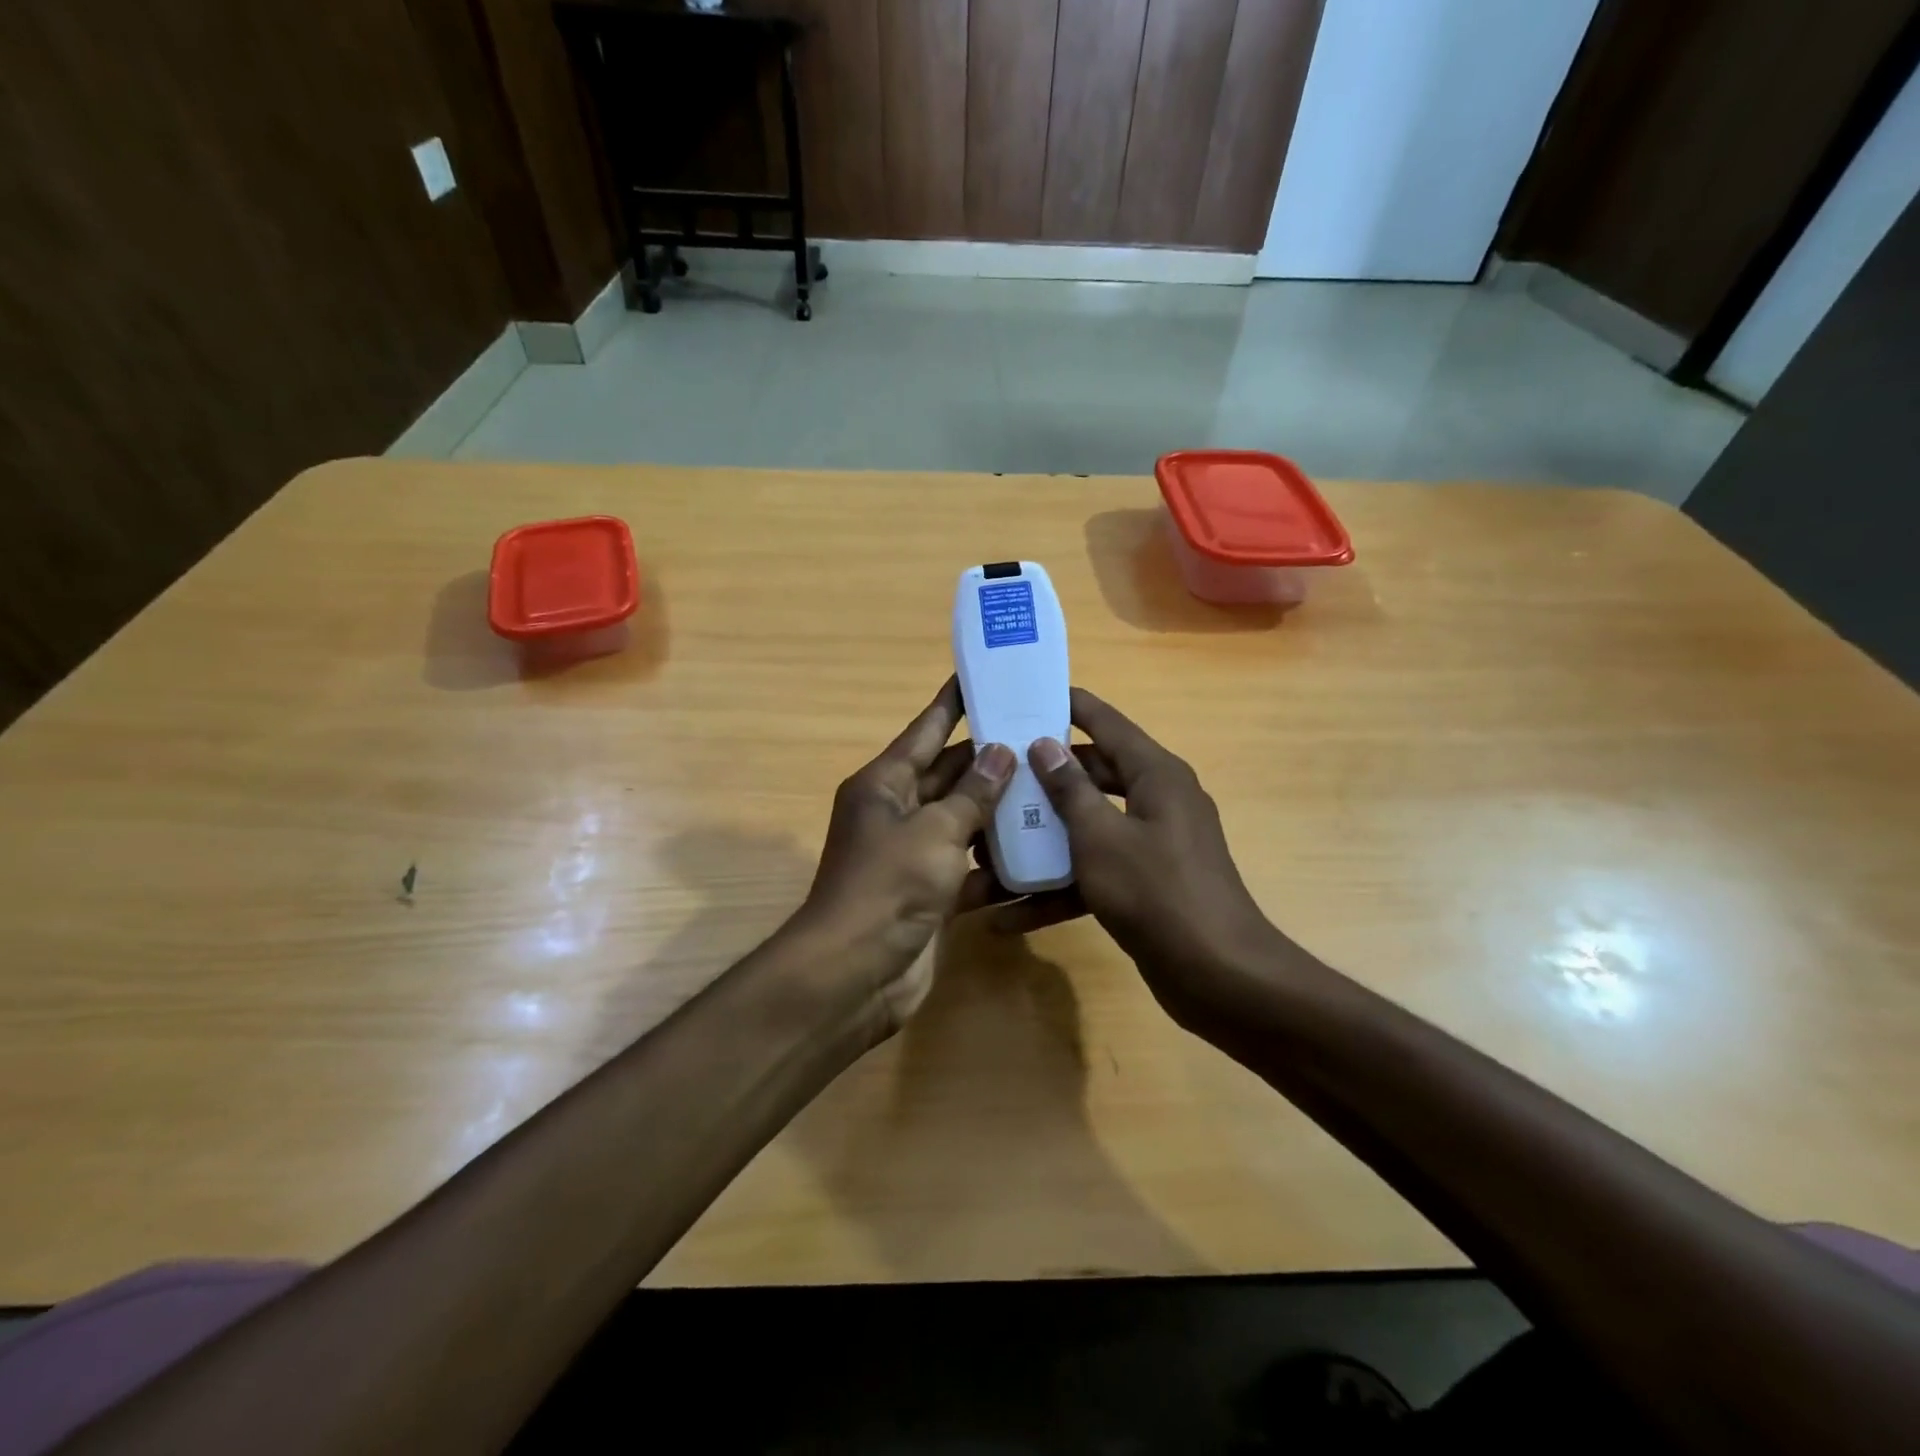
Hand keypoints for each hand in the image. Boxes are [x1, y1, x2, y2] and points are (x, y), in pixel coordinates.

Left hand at [801, 677, 1014, 1031]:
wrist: (854, 975)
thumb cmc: (888, 887)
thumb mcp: (935, 831)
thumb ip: (973, 793)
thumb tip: (1001, 752)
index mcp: (885, 785)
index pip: (925, 731)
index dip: (952, 703)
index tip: (982, 677)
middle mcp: (897, 813)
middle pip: (949, 775)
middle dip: (991, 759)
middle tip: (1041, 737)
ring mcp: (913, 855)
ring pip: (963, 821)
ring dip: (1000, 811)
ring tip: (1051, 787)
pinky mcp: (930, 893)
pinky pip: (969, 867)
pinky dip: (997, 864)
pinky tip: (1039, 853)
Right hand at [987, 689, 1284, 1021]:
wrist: (1218, 976)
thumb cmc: (1156, 892)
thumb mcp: (1101, 837)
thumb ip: (1070, 789)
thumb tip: (1046, 745)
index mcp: (1156, 774)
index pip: (1106, 723)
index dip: (1069, 705)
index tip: (1028, 695)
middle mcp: (1157, 800)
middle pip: (1092, 775)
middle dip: (1044, 779)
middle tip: (996, 771)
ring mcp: (1152, 845)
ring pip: (1088, 828)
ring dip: (1043, 841)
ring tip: (990, 844)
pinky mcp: (1145, 885)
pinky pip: (1094, 873)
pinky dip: (1059, 889)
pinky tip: (1011, 914)